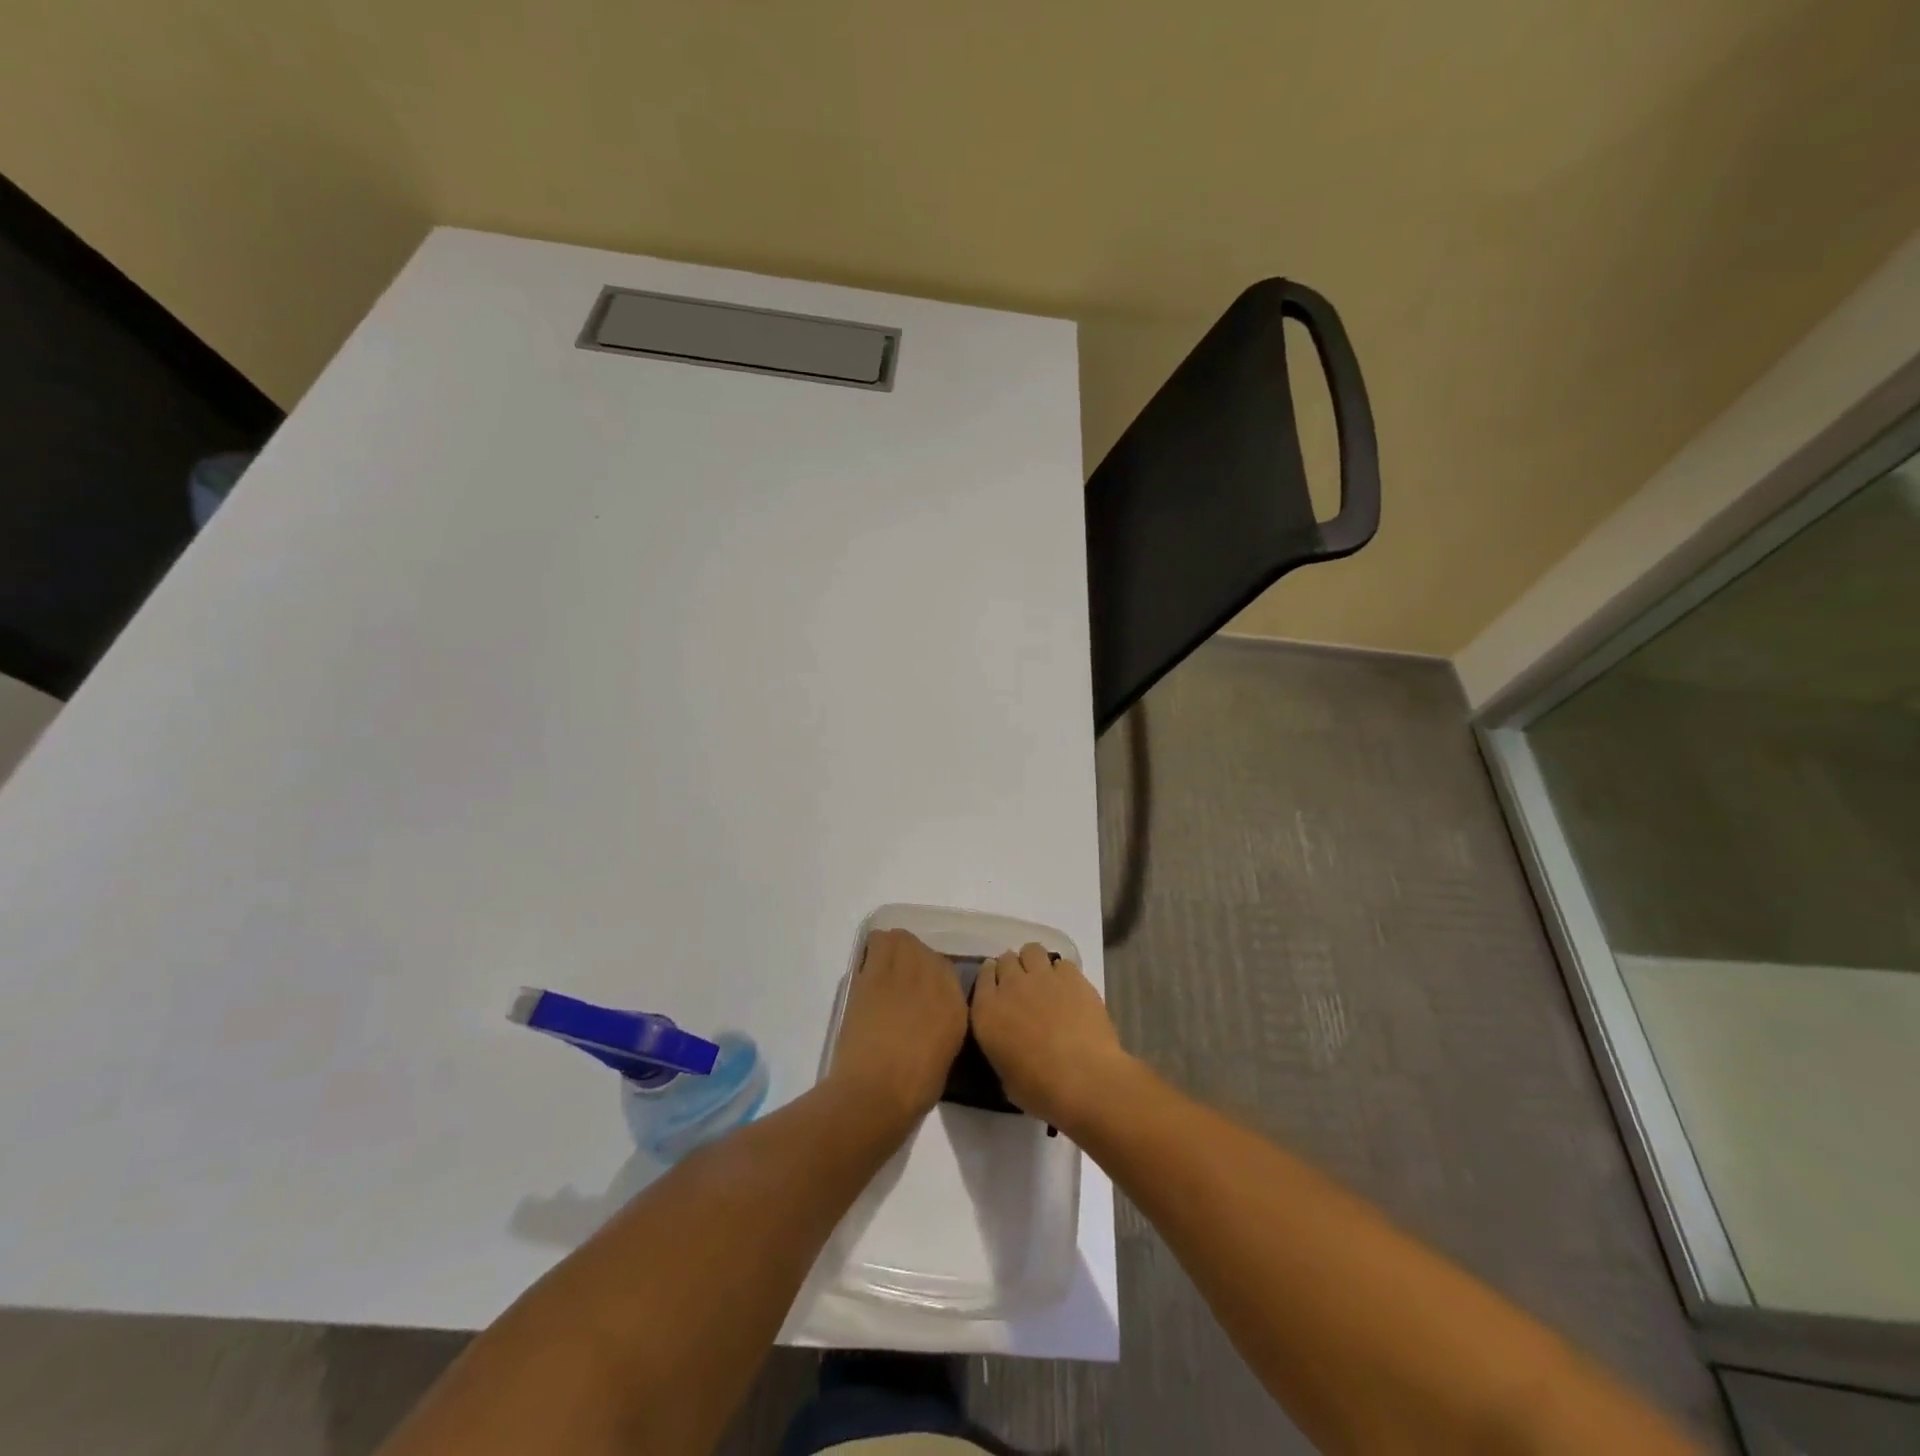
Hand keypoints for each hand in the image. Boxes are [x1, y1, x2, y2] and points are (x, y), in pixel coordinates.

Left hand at [827, 929, 968, 1126]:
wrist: (875, 1093)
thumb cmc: (913, 1087)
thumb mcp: (945, 1052)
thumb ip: (943, 1021)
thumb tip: (930, 1010)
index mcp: (956, 1003)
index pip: (947, 969)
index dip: (931, 977)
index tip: (919, 990)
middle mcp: (934, 980)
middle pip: (923, 948)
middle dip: (912, 958)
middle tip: (900, 979)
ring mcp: (902, 974)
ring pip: (899, 939)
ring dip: (893, 949)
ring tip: (884, 969)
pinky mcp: (872, 975)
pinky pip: (874, 944)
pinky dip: (871, 951)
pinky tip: (868, 971)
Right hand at [970, 943, 1134, 1131]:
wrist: (1084, 1080)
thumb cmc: (1040, 1089)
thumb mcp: (1004, 1075)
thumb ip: (1000, 1047)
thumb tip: (1008, 1041)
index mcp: (986, 1011)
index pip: (982, 976)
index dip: (991, 979)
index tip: (998, 989)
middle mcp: (1010, 985)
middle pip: (1006, 959)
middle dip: (1012, 969)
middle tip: (1022, 988)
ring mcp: (1042, 977)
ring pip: (1031, 950)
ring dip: (1034, 962)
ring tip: (1044, 981)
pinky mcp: (1071, 976)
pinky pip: (1061, 963)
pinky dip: (1062, 973)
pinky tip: (1069, 990)